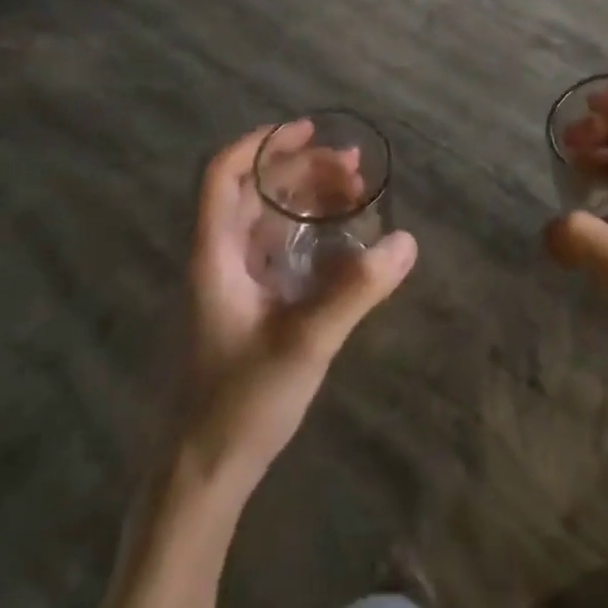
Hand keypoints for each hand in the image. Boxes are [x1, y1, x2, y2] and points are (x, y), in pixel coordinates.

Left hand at [174, 123, 415, 492]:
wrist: (200, 477)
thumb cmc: (239, 404)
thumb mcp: (305, 342)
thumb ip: (355, 290)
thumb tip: (407, 241)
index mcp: (214, 255)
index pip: (223, 174)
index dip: (263, 144)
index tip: (309, 130)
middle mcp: (217, 260)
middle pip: (254, 192)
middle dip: (302, 170)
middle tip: (355, 170)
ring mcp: (229, 285)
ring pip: (266, 221)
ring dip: (307, 201)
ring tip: (356, 195)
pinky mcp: (244, 309)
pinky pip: (275, 252)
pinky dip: (307, 235)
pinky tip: (341, 244)